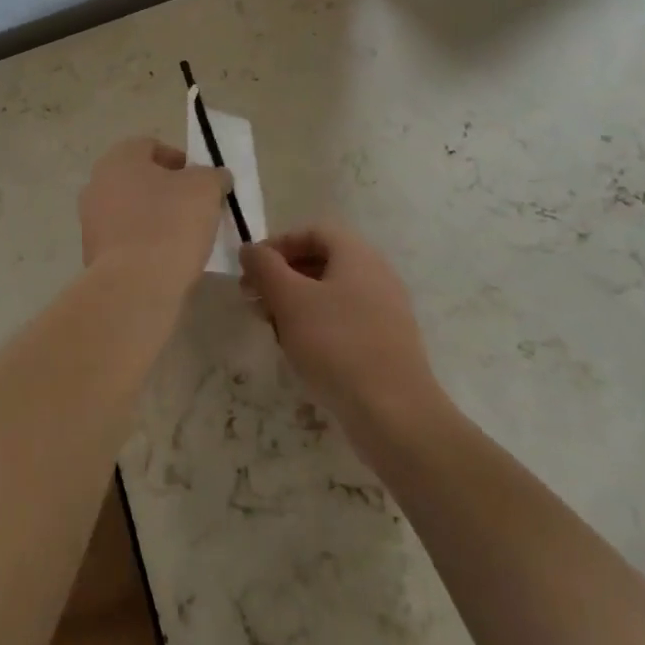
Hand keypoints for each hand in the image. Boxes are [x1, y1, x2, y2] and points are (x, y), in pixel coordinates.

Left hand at [79, 137, 231, 297]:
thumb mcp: (206, 189)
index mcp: (119, 159)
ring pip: (132, 211)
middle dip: (168, 191)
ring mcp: (91, 221)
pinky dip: (145, 244)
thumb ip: (213, 176)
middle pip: (140, 180)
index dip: (180, 161)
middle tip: (196, 208)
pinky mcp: (93, 255)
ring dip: (156, 218)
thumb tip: (216, 177)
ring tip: (185, 237)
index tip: (202, 182)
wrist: (136, 286)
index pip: (151, 147)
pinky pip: (126, 240)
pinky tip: (167, 259)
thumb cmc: (171, 224)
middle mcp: (97, 184)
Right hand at [240, 222, 440, 429]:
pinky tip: (301, 353)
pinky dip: (317, 326)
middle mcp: (376, 273)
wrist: (394, 413)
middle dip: (282, 278)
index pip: (311, 232)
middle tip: (254, 301)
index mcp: (356, 254)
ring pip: (330, 294)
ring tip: (272, 330)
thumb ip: (265, 267)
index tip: (251, 269)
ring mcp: (385, 309)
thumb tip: (250, 249)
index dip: (277, 245)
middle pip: (320, 262)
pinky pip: (345, 321)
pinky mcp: (387, 342)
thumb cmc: (336, 344)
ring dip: (295, 305)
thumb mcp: (289, 299)